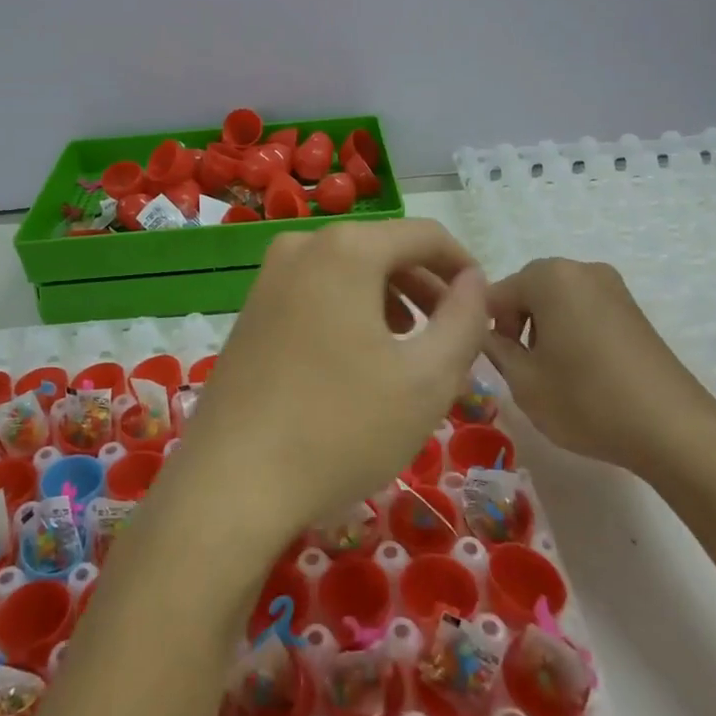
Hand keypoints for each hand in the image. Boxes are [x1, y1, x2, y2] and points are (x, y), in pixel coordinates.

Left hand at [175, 219, 488, 553]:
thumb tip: (473, 282)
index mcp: (346, 249)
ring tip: (409, 351)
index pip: (425, 235)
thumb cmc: (341, 427)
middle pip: (383, 250)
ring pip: (348, 272)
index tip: (483, 306)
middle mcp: (301, 246)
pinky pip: (316, 293)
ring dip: (389, 301)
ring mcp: (268, 277)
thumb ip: (465, 320)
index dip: (463, 265)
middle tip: (450, 336)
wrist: (232, 481)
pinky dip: (350, 312)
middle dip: (425, 287)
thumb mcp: (427, 379)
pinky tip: (359, 361)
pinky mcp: (251, 309)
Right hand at [480, 258, 715, 472]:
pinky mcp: (633, 309)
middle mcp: (580, 270)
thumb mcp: (523, 381)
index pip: (495, 294)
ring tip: (552, 373)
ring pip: (557, 301)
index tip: (494, 363)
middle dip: (516, 324)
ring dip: (544, 329)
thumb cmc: (586, 400)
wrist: (674, 429)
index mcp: (548, 276)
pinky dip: (572, 332)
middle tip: (521, 368)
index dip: (485, 328)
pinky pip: (585, 310)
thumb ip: (494, 349)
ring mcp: (612, 287)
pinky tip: (581, 371)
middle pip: (527, 291)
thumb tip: (485, 334)